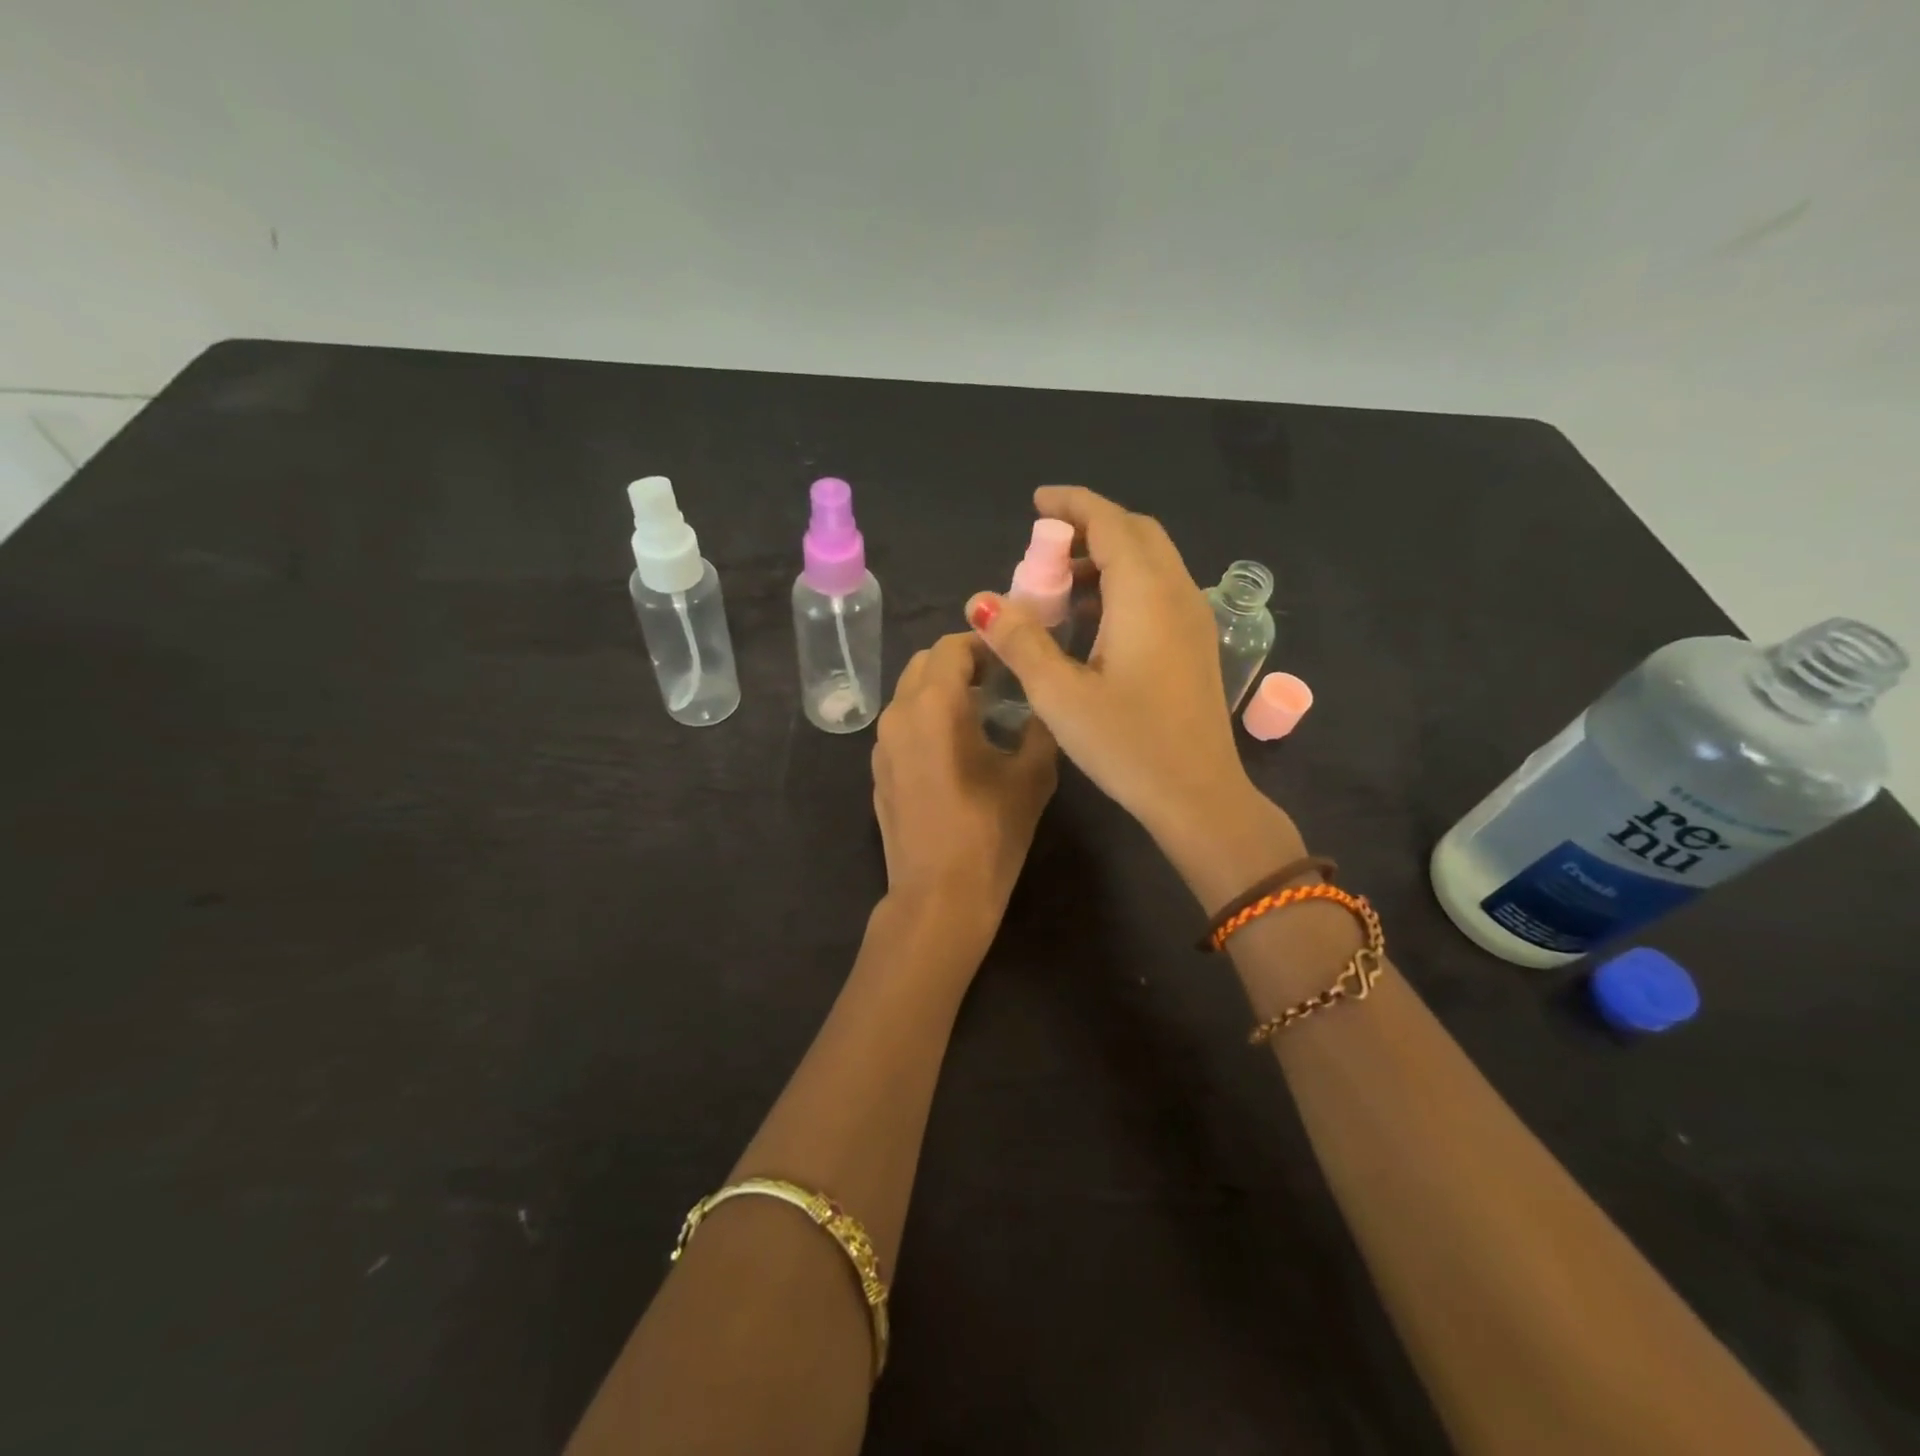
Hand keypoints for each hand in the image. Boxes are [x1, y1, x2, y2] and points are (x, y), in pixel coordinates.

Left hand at [871, 633, 1058, 946]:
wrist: (938, 897)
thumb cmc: (990, 833)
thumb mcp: (1033, 776)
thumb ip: (1040, 726)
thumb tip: (1044, 701)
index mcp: (935, 704)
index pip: (953, 646)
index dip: (984, 643)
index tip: (1013, 656)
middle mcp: (899, 713)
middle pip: (925, 663)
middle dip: (961, 662)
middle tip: (999, 681)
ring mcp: (881, 744)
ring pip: (909, 693)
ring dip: (941, 689)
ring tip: (980, 712)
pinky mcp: (878, 770)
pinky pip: (902, 725)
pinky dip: (925, 718)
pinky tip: (954, 747)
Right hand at [964, 487, 1285, 867]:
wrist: (1198, 795)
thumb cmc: (1127, 744)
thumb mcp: (1060, 695)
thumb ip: (1020, 641)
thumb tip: (981, 601)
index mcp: (1145, 594)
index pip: (1110, 522)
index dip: (1072, 504)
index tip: (1036, 503)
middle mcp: (1177, 593)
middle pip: (1136, 533)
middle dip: (1089, 528)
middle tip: (1044, 547)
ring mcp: (1193, 619)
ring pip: (1151, 562)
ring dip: (1107, 559)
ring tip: (1059, 586)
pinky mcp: (1196, 644)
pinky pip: (1159, 590)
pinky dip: (1124, 585)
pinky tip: (1092, 621)